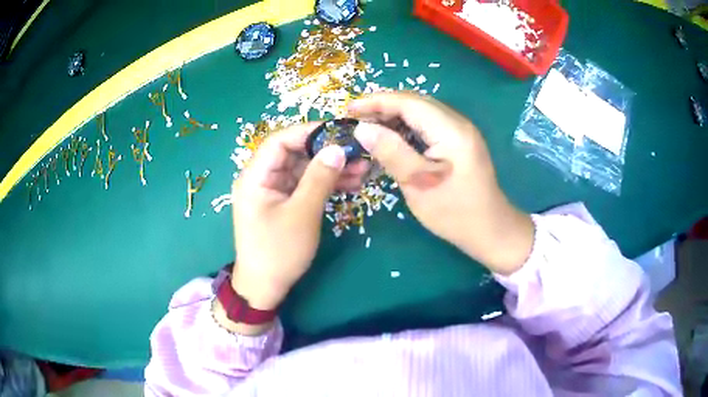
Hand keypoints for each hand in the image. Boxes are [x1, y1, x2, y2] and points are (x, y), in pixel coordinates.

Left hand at [219, 123, 368, 334]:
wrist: (265, 287)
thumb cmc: (278, 252)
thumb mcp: (302, 214)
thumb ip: (319, 178)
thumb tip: (338, 148)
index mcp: (255, 176)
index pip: (280, 140)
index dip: (310, 132)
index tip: (340, 132)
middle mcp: (262, 178)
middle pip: (295, 153)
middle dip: (327, 152)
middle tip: (358, 153)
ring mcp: (273, 190)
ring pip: (304, 169)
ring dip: (331, 169)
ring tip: (362, 169)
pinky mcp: (284, 202)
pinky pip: (305, 186)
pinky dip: (326, 184)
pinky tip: (351, 184)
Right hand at [349, 93, 533, 274]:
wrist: (490, 229)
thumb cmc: (455, 212)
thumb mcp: (418, 184)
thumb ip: (391, 152)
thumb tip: (362, 128)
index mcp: (451, 130)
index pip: (408, 102)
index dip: (376, 101)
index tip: (348, 109)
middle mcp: (458, 122)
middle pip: (415, 103)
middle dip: (383, 107)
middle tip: (355, 120)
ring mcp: (461, 131)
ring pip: (421, 113)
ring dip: (394, 117)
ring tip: (368, 129)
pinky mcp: (459, 141)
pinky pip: (428, 125)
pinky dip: (407, 128)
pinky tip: (392, 139)